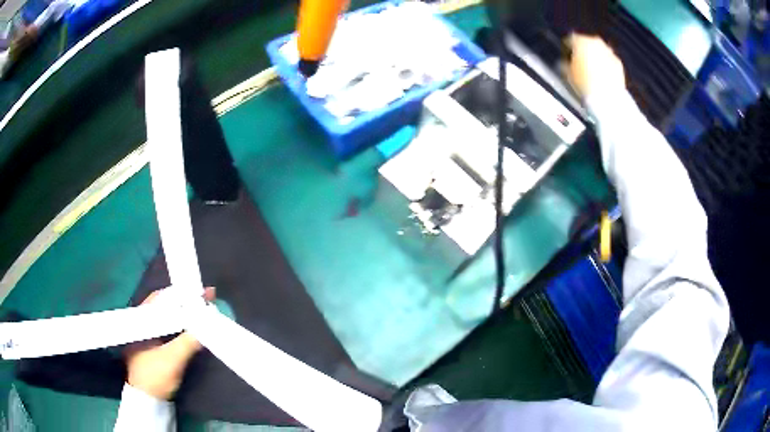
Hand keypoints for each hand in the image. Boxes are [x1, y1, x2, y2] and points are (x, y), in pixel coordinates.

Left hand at [125, 287, 215, 399]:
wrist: (147, 400)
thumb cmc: (155, 377)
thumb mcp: (172, 360)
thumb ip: (188, 342)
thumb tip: (207, 324)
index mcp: (141, 320)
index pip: (162, 299)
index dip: (182, 295)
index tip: (202, 294)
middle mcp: (142, 321)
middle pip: (164, 305)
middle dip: (185, 301)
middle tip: (206, 299)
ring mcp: (146, 333)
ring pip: (166, 315)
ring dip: (183, 312)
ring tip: (202, 309)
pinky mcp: (152, 343)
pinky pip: (168, 326)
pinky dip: (180, 324)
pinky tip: (191, 326)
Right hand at [568, 34, 625, 99]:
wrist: (607, 98)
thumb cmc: (583, 83)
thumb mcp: (566, 74)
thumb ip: (564, 64)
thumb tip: (564, 62)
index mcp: (580, 41)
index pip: (569, 40)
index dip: (566, 49)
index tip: (566, 57)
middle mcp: (595, 42)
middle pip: (586, 42)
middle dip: (583, 51)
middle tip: (580, 64)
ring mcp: (609, 52)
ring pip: (599, 51)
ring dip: (595, 57)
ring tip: (592, 71)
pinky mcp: (618, 63)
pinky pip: (609, 61)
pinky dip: (606, 66)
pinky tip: (603, 77)